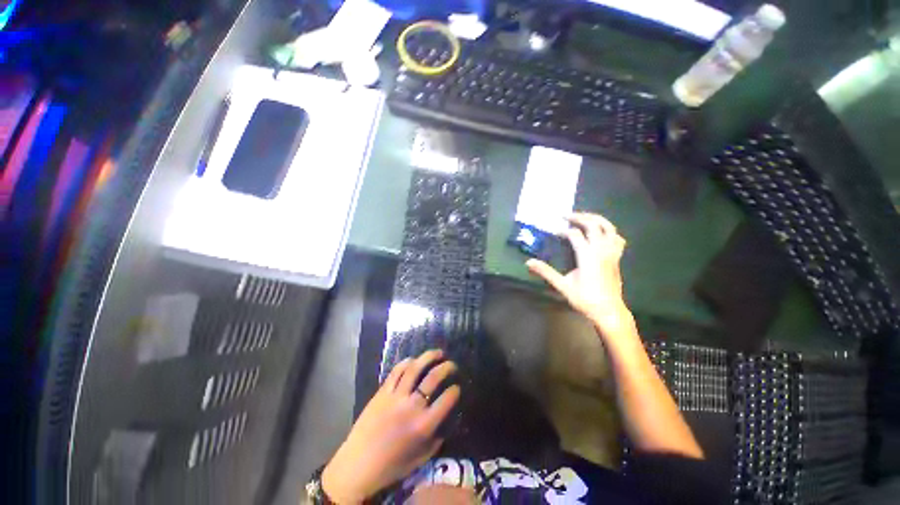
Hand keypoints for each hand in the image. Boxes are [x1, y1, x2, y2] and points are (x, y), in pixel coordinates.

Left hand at [322, 350, 460, 503]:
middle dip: (447, 367)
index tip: (457, 387)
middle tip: (452, 364)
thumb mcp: (420, 458)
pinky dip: (407, 362)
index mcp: (424, 425)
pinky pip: (397, 371)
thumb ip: (436, 439)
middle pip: (434, 378)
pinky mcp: (382, 391)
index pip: (447, 399)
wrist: (357, 465)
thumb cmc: (391, 466)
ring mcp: (396, 396)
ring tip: (438, 353)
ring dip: (429, 357)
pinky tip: (414, 360)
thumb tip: (446, 421)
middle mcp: (412, 406)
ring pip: (415, 368)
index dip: (455, 390)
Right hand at [526, 212, 634, 336]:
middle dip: (579, 217)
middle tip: (566, 216)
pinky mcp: (617, 257)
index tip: (554, 231)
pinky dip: (609, 231)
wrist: (609, 311)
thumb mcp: (562, 286)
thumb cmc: (585, 299)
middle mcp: (601, 250)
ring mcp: (612, 253)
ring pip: (609, 228)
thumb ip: (546, 272)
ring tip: (584, 217)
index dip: (563, 230)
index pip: (575, 235)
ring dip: (596, 219)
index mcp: (588, 256)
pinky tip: (601, 233)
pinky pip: (617, 238)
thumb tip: (528, 262)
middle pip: (593, 225)